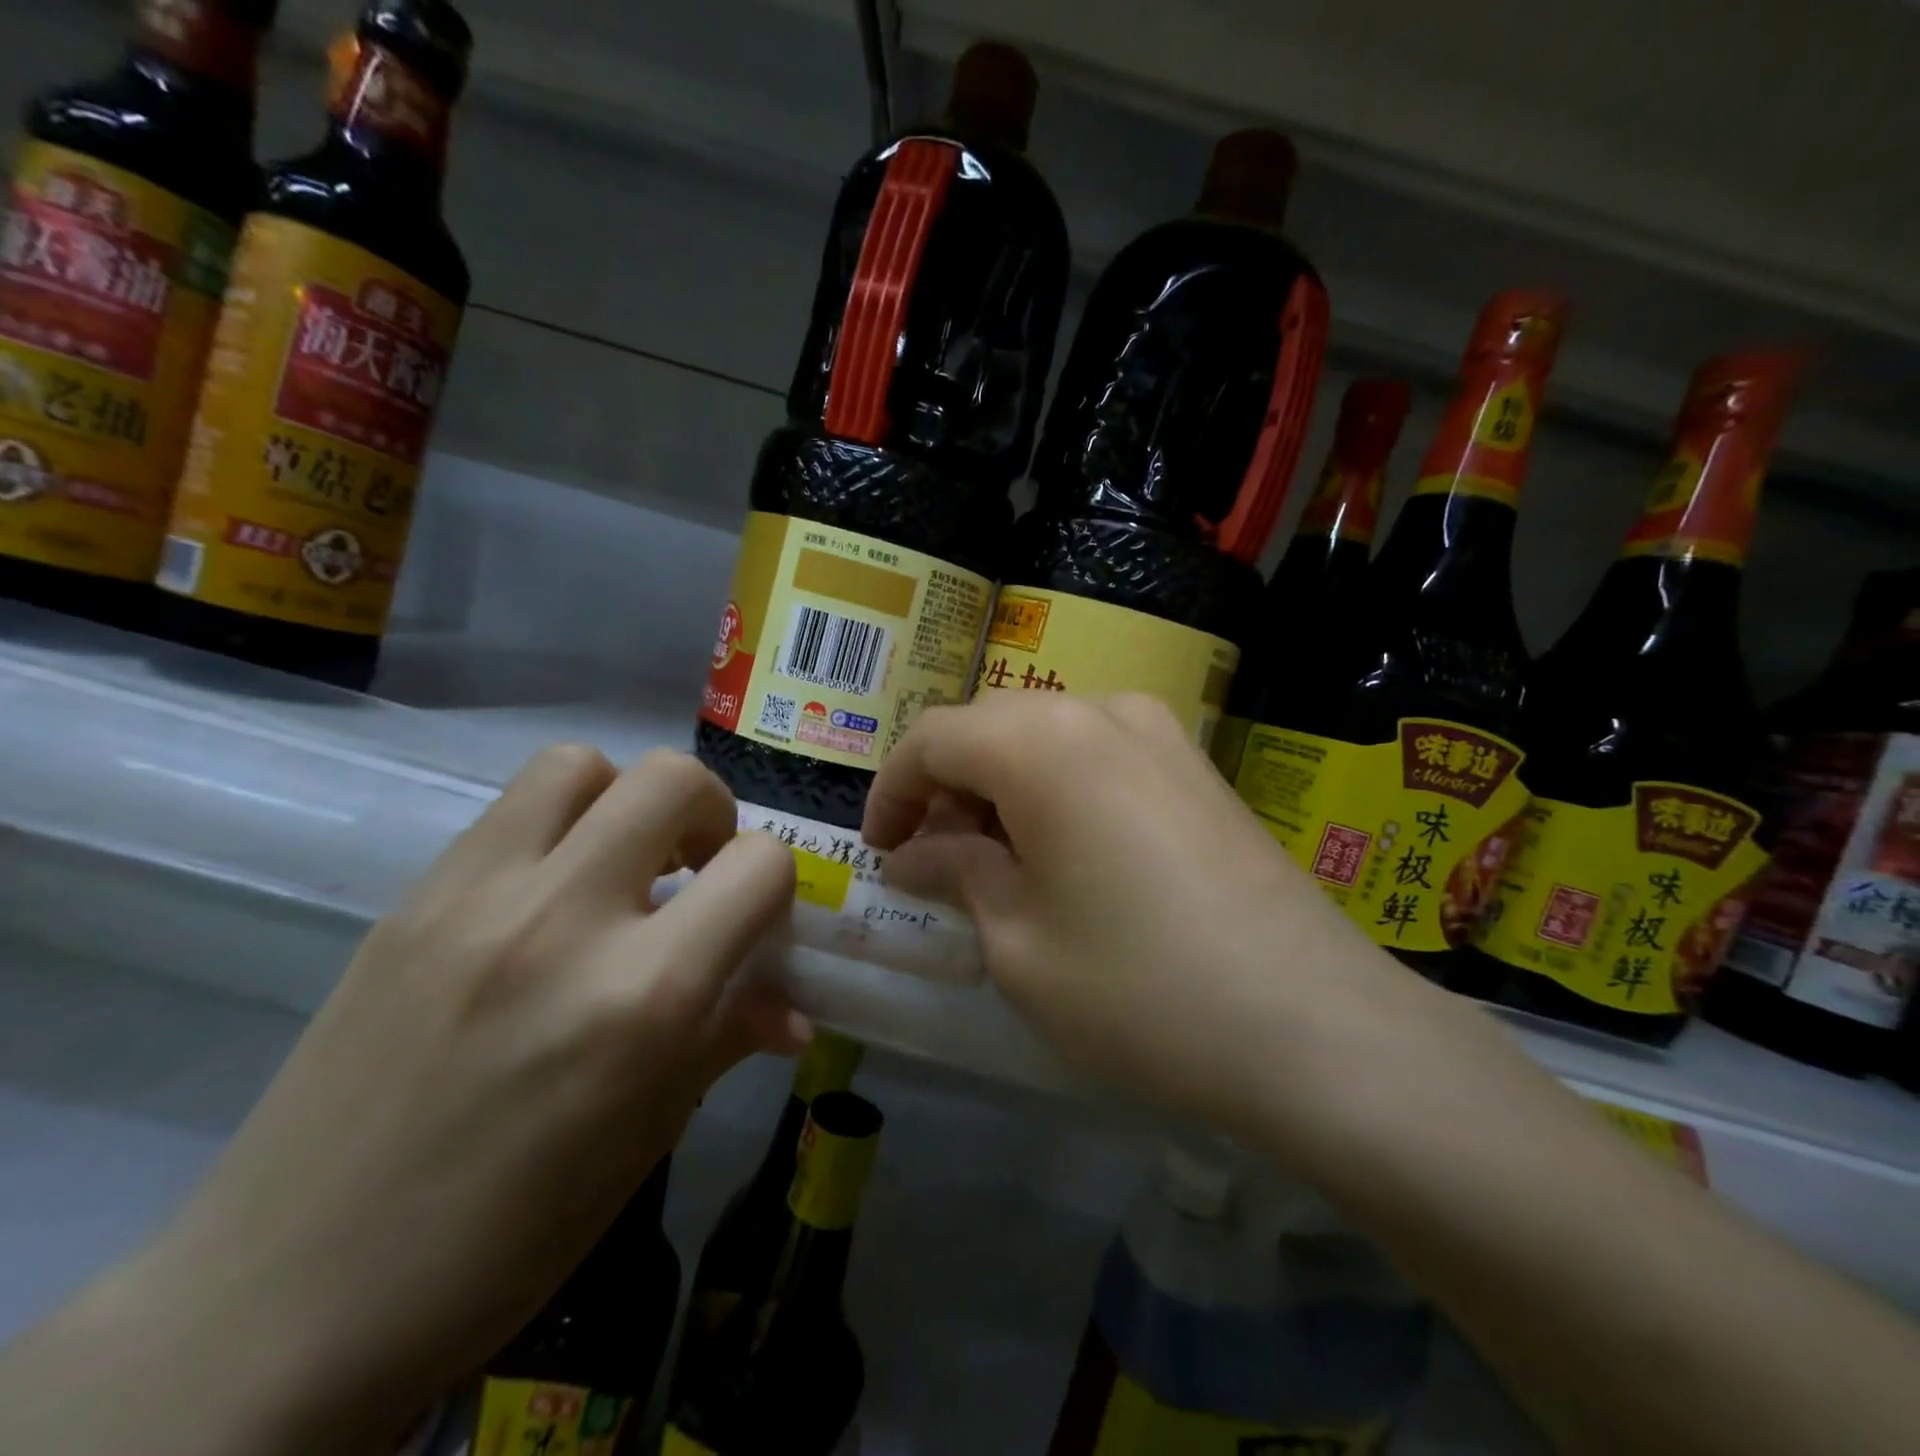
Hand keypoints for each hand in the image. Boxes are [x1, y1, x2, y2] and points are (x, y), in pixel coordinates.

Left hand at [128, 747, 798, 1453]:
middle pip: (672, 779)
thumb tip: (792, 1009)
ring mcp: (475, 899)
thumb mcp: (650, 1135)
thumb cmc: (510, 1233)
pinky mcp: (411, 899)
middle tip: (698, 868)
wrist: (288, 1298)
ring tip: (621, 861)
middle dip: (712, 812)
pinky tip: (546, 896)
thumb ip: (728, 1039)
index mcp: (643, 997)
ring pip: (580, 764)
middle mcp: (564, 920)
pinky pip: (508, 811)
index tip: (755, 921)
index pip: (758, 866)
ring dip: (625, 798)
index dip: (776, 885)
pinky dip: (557, 825)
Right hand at [862, 692, 1428, 1137]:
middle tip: (935, 862)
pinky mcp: (1196, 764)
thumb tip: (913, 853)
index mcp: (1040, 741)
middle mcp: (1099, 710)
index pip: (932, 738)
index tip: (880, 851)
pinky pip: (1099, 754)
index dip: (891, 791)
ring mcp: (1158, 732)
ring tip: (999, 863)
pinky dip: (1058, 789)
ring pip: (1045, 737)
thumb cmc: (1138, 987)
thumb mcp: (1018, 942)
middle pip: (989, 727)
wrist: (1314, 1024)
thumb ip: (955, 874)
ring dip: (1002, 787)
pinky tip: (1066, 854)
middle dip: (947, 788)